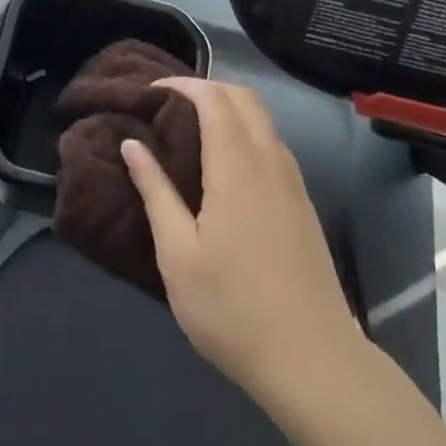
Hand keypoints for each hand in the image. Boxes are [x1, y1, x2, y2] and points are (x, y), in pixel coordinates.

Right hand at [122, 78, 356, 403]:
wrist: (313, 360)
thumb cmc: (233, 308)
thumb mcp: (178, 255)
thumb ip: (155, 192)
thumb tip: (132, 144)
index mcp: (236, 166)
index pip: (213, 98)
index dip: (182, 85)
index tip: (152, 92)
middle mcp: (270, 160)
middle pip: (244, 98)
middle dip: (208, 88)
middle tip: (171, 105)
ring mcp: (292, 181)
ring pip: (264, 119)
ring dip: (230, 108)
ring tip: (195, 128)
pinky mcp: (303, 203)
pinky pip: (274, 144)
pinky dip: (248, 132)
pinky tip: (228, 164)